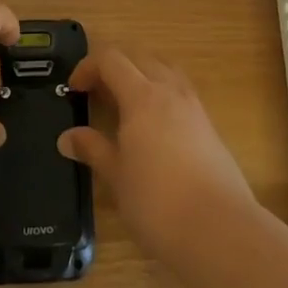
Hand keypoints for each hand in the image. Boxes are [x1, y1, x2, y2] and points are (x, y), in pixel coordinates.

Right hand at [57, 47, 255, 262]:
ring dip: (141, 75)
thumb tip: (67, 137)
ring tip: (125, 104)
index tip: (74, 89)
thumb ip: (93, 149)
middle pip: (139, 57)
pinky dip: (162, 94)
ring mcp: (194, 106)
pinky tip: (154, 127)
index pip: (111, 60)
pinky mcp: (209, 126)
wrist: (220, 230)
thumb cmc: (157, 202)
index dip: (88, 66)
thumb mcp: (116, 176)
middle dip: (114, 67)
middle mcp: (170, 91)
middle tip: (97, 93)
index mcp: (142, 96)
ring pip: (165, 70)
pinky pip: (180, 92)